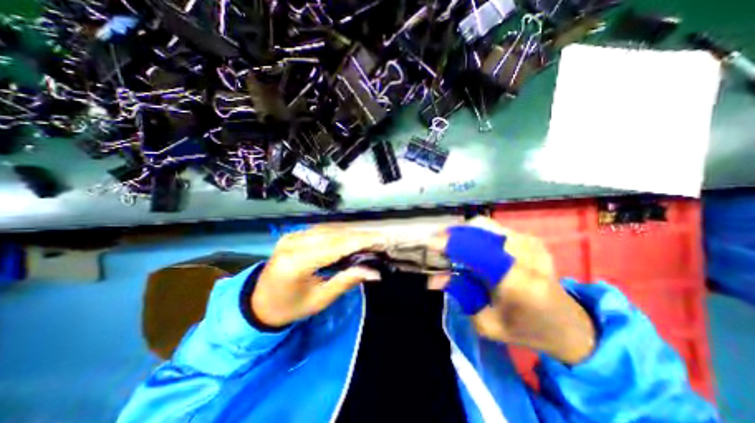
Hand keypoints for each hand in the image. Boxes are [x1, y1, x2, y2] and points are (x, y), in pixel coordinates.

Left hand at [251, 226, 383, 328]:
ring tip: (368, 240)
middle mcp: (293, 243)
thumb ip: (347, 281)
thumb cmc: (289, 307)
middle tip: (379, 240)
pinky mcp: (293, 234)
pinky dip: (339, 232)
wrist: (258, 303)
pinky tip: (350, 237)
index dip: (361, 241)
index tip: (381, 240)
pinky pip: (321, 230)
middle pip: (333, 234)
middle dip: (359, 236)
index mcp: (296, 263)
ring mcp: (291, 236)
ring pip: (329, 229)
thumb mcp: (320, 299)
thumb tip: (374, 272)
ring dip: (350, 233)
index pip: (335, 246)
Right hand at [431, 218, 595, 362]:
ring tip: (448, 244)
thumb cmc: (527, 330)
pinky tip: (467, 245)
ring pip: (484, 225)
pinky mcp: (530, 239)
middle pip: (478, 228)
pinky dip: (474, 233)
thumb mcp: (487, 323)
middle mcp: (525, 254)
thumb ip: (459, 295)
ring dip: (462, 232)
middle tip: (436, 244)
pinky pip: (493, 228)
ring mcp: (530, 242)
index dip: (449, 244)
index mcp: (518, 280)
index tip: (427, 244)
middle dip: (452, 234)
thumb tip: (434, 277)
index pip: (476, 250)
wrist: (570, 325)